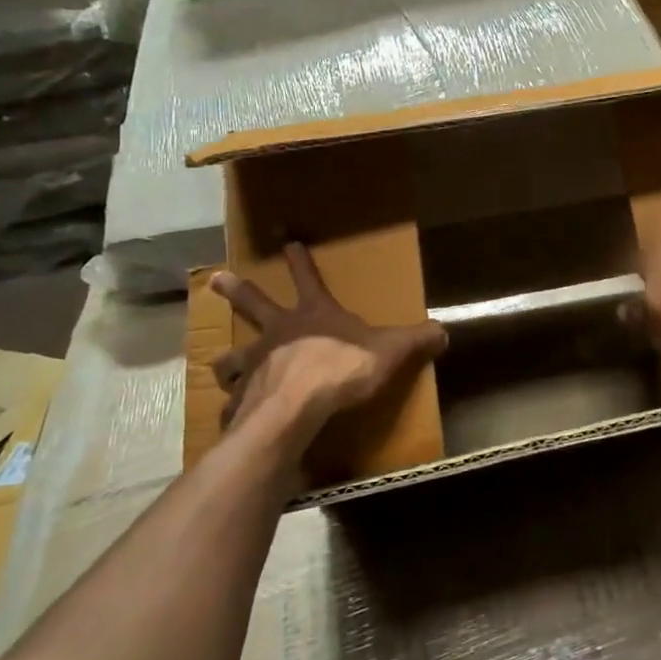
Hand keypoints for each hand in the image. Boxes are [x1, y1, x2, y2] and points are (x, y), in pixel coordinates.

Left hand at [210, 245, 446, 441]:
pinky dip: (232, 408)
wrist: (297, 406)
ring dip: (227, 359)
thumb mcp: (390, 351)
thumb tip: (445, 331)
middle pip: (253, 304)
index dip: (301, 261)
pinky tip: (231, 416)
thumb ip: (416, 340)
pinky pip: (234, 401)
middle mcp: (278, 332)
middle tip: (215, 278)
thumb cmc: (343, 368)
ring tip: (219, 363)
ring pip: (233, 356)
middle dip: (237, 290)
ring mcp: (255, 363)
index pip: (308, 279)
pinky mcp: (242, 396)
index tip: (289, 243)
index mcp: (314, 315)